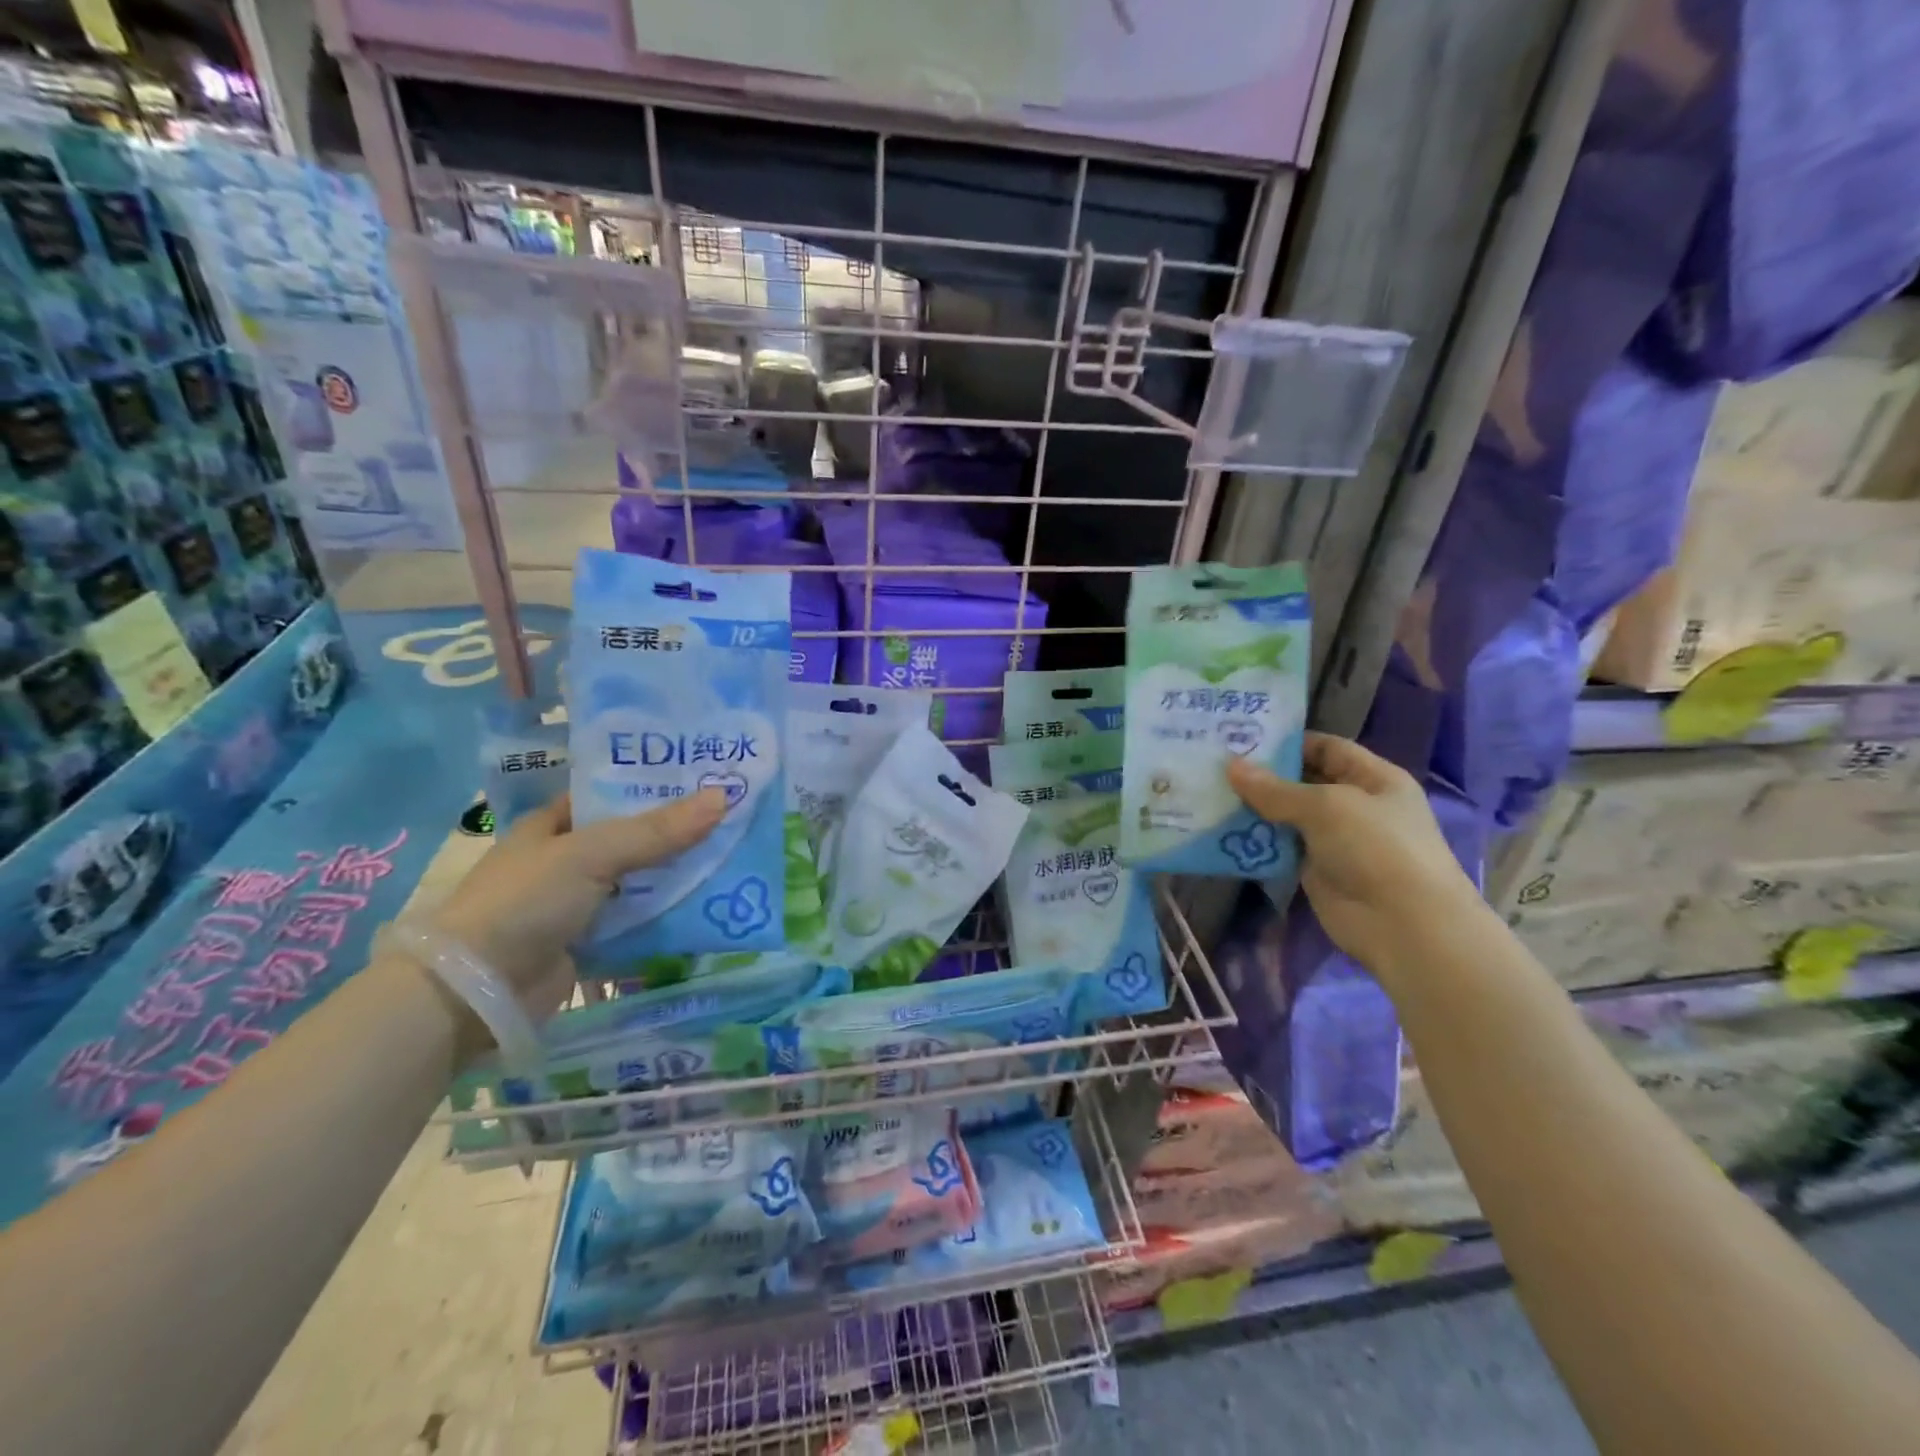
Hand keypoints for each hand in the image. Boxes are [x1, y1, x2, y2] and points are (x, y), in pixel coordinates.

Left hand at [428, 789, 725, 1018]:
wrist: (478, 991)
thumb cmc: (526, 902)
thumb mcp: (593, 854)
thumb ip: (657, 830)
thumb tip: (724, 798)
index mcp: (554, 824)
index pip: (611, 793)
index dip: (654, 784)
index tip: (705, 777)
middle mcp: (565, 858)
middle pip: (632, 837)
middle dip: (676, 831)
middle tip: (733, 816)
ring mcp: (577, 902)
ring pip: (639, 880)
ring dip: (677, 874)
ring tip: (733, 856)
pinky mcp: (589, 942)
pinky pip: (638, 920)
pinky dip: (667, 914)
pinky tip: (709, 904)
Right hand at [1226, 733, 1479, 974]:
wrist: (1403, 925)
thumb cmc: (1375, 848)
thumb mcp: (1326, 807)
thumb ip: (1275, 789)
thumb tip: (1230, 766)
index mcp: (1373, 778)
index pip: (1326, 748)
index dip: (1288, 742)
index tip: (1242, 738)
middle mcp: (1355, 804)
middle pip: (1302, 781)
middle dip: (1262, 775)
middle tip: (1214, 765)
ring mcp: (1334, 839)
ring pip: (1286, 816)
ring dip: (1253, 808)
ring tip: (1209, 794)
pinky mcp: (1315, 870)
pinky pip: (1280, 847)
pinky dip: (1255, 840)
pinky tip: (1221, 831)